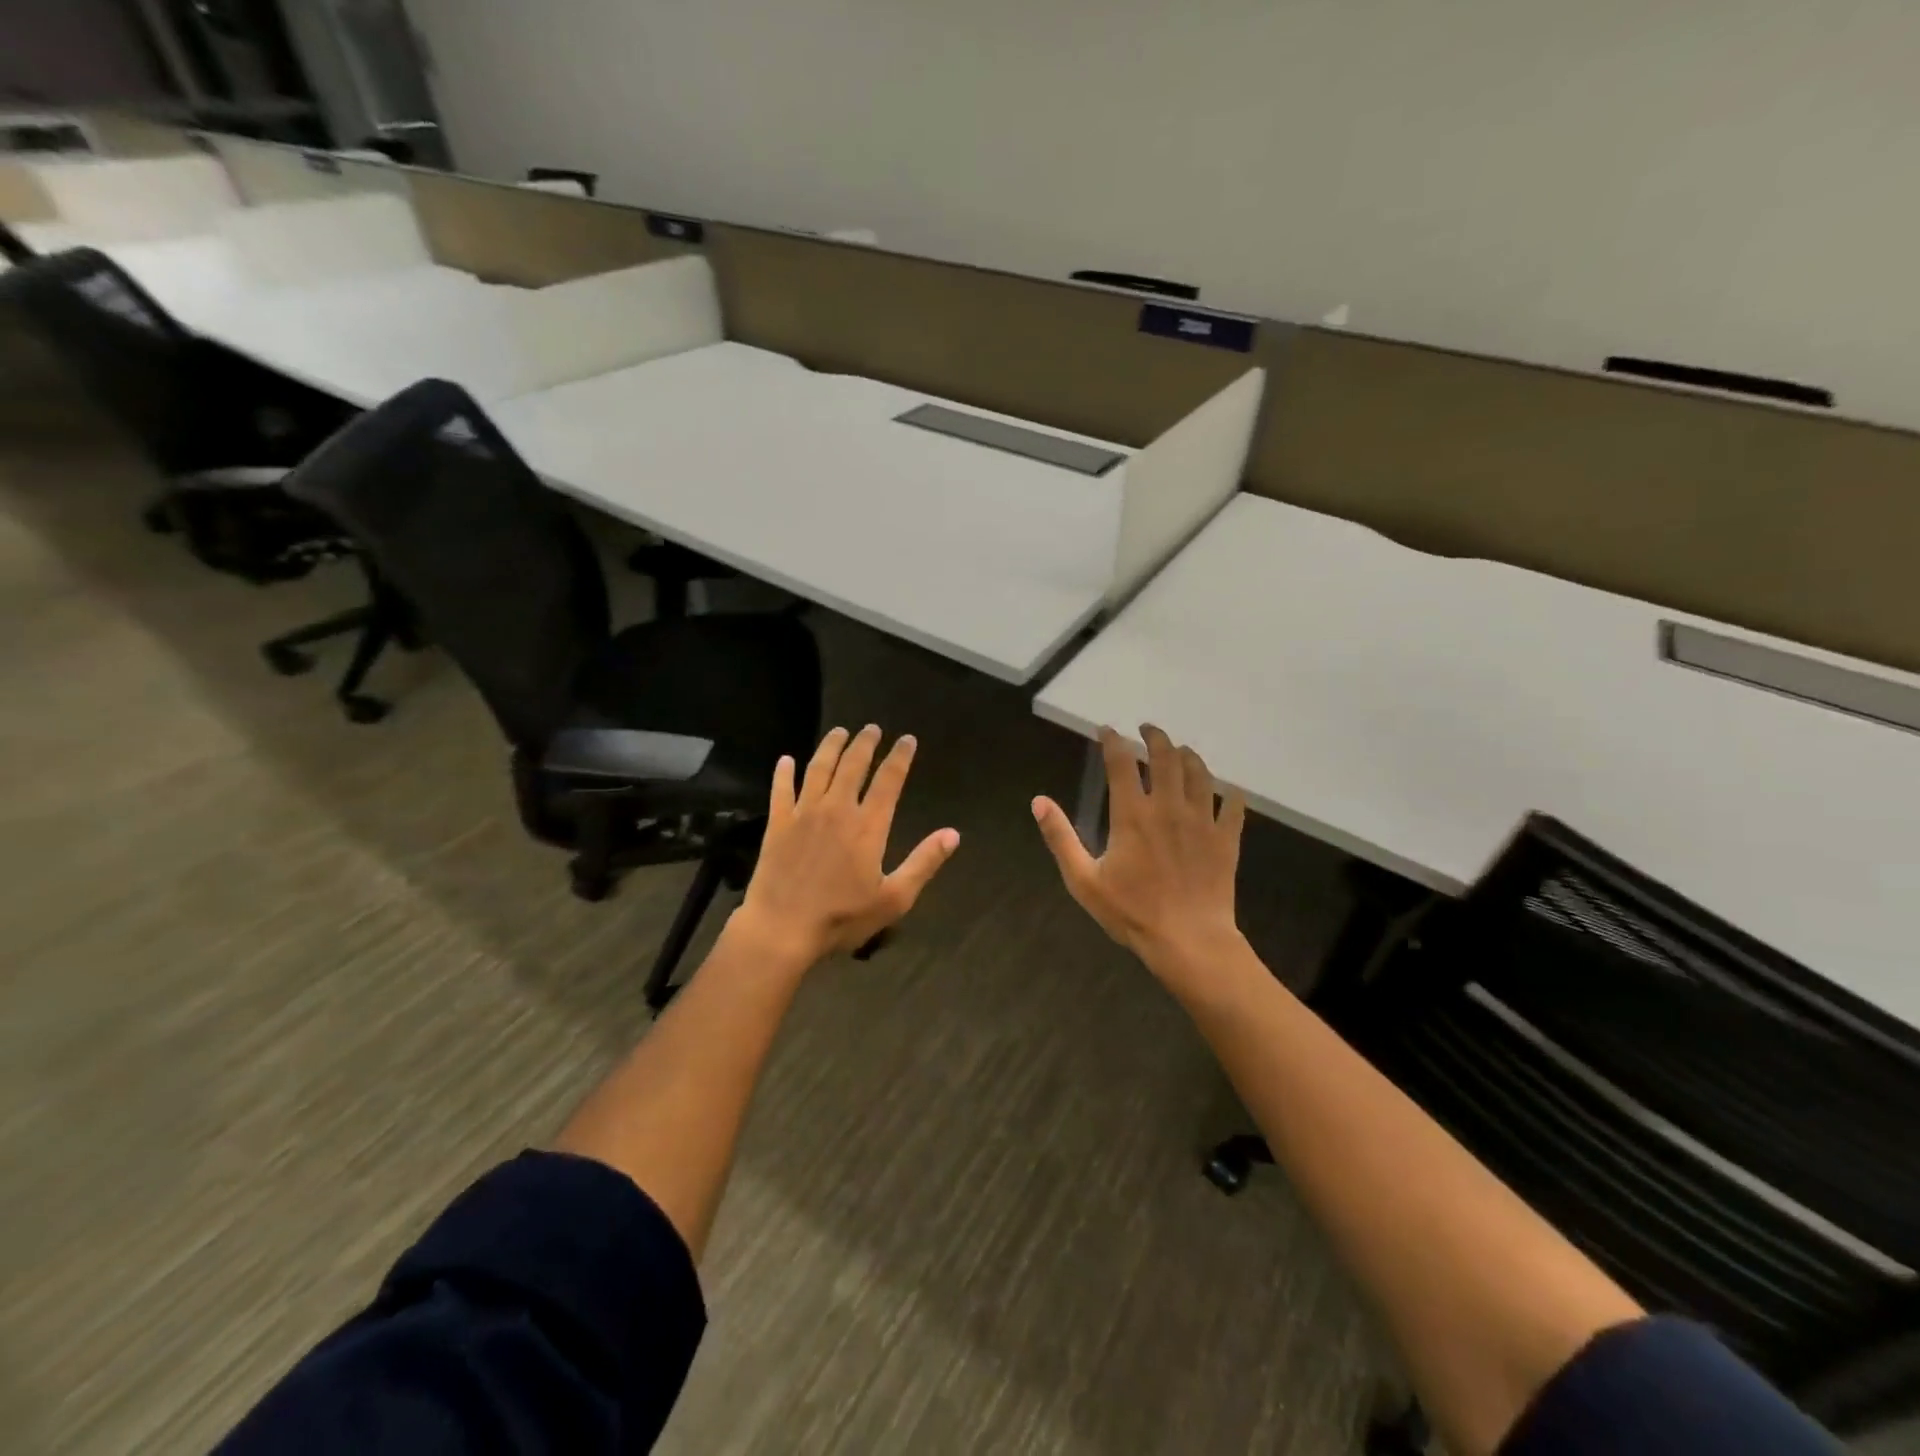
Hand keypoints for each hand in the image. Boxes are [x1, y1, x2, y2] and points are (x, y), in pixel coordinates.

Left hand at [734, 725, 960, 966]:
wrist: (782, 929)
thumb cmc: (842, 917)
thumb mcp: (894, 898)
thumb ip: (924, 862)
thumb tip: (953, 834)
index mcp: (868, 825)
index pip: (889, 780)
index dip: (900, 757)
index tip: (907, 739)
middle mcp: (837, 809)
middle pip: (853, 766)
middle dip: (865, 743)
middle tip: (872, 728)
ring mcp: (804, 814)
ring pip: (819, 769)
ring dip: (830, 747)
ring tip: (839, 732)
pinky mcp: (777, 824)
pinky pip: (781, 790)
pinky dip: (784, 773)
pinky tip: (786, 760)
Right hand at [1032, 725, 1246, 976]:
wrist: (1189, 941)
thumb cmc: (1132, 912)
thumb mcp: (1084, 879)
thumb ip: (1060, 837)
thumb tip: (1039, 802)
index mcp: (1132, 814)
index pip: (1121, 762)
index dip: (1113, 741)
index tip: (1107, 731)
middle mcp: (1169, 807)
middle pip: (1165, 757)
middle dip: (1155, 737)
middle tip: (1147, 729)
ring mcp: (1201, 821)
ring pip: (1199, 773)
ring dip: (1188, 756)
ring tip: (1181, 751)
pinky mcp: (1225, 839)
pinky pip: (1232, 806)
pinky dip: (1229, 793)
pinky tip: (1227, 790)